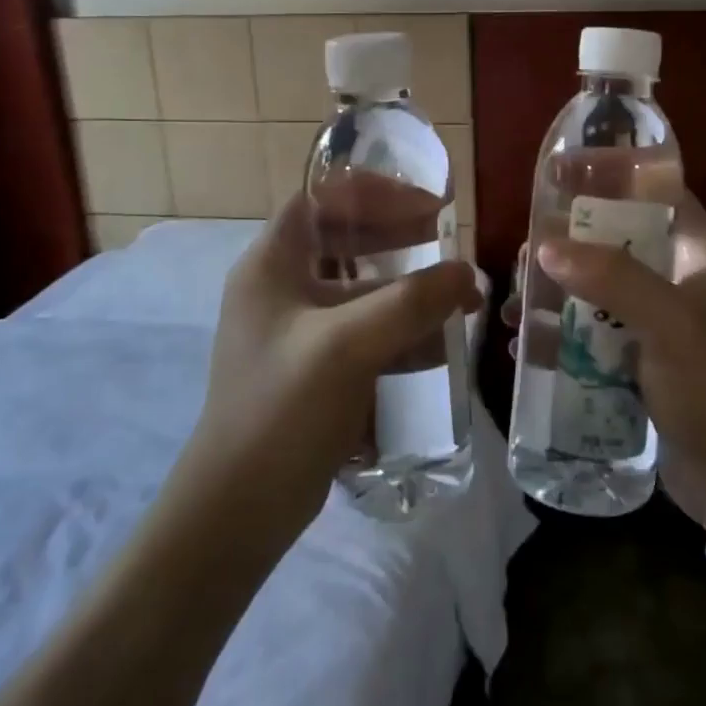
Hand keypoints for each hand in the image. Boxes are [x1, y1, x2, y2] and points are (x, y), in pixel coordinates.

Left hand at [188, 194, 480, 543]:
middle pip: (344, 239)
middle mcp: (279, 287)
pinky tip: (437, 345)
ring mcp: (295, 330)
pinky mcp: (312, 367)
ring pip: (358, 288)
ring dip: (406, 289)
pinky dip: (397, 330)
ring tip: (457, 299)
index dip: (374, 192)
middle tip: (447, 246)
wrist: (238, 512)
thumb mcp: (348, 346)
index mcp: (271, 264)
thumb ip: (411, 302)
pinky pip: (361, 330)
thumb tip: (467, 273)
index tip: (425, 206)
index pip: (322, 198)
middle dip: (398, 239)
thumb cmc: (282, 411)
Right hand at [509, 192, 705, 531]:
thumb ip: (612, 278)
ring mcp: (658, 325)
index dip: (612, 173)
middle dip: (568, 244)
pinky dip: (561, 336)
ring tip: (517, 309)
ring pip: (597, 289)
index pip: (656, 192)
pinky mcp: (641, 363)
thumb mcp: (670, 324)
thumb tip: (545, 246)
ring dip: (555, 294)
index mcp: (697, 256)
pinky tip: (527, 348)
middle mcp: (677, 282)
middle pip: (615, 241)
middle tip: (526, 255)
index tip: (559, 172)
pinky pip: (593, 335)